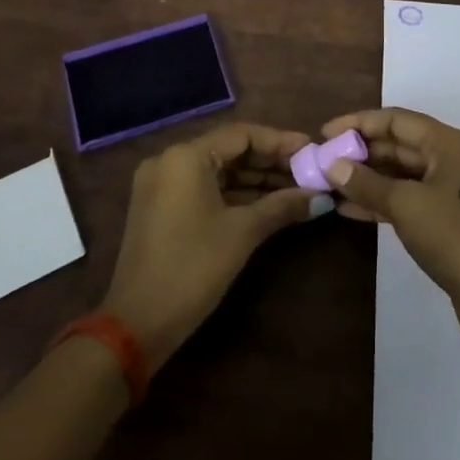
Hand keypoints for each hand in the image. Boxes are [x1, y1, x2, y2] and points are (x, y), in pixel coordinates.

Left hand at [100, 123, 327, 368]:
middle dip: (270, 161)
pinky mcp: (160, 207)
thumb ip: (283, 206)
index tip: (311, 149)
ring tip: (296, 188)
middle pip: (230, 150)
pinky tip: (267, 203)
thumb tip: (321, 197)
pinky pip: (204, 188)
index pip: (242, 134)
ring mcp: (161, 184)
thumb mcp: (243, 232)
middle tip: (307, 170)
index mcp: (186, 156)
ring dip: (255, 179)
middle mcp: (170, 160)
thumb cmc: (193, 268)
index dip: (280, 141)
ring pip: (218, 170)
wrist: (137, 325)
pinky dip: (234, 194)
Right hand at [318, 108, 459, 348]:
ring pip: (403, 174)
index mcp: (450, 143)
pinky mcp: (450, 219)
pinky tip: (350, 208)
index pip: (396, 120)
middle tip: (324, 160)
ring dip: (368, 178)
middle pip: (400, 144)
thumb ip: (367, 183)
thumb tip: (333, 165)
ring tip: (330, 183)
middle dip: (361, 151)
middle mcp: (454, 158)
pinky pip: (410, 198)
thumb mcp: (406, 205)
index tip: (325, 133)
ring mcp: (454, 190)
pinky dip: (382, 201)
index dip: (358, 123)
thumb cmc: (454, 236)